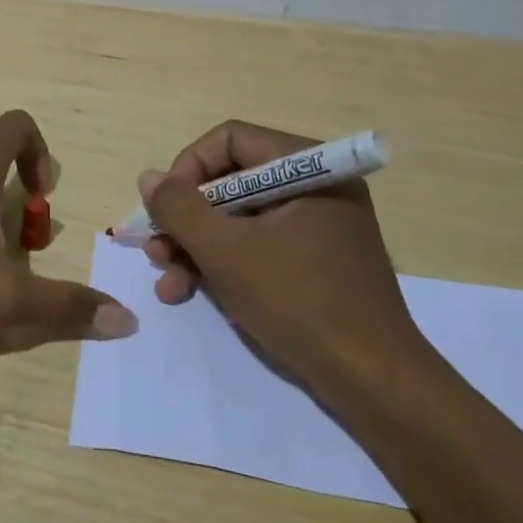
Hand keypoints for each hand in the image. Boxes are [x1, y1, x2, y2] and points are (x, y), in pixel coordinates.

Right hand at [138, 121, 431, 401]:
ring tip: (167, 281)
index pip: (230, 140)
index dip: (188, 168)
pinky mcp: (314, 261)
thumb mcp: (227, 252)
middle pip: (230, 181)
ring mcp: (317, 226)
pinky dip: (223, 264)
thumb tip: (149, 177)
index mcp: (309, 168)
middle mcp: (315, 187)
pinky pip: (257, 245)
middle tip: (155, 250)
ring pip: (238, 218)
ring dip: (196, 246)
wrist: (374, 382)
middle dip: (186, 219)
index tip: (163, 209)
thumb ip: (180, 209)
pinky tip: (189, 291)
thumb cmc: (300, 302)